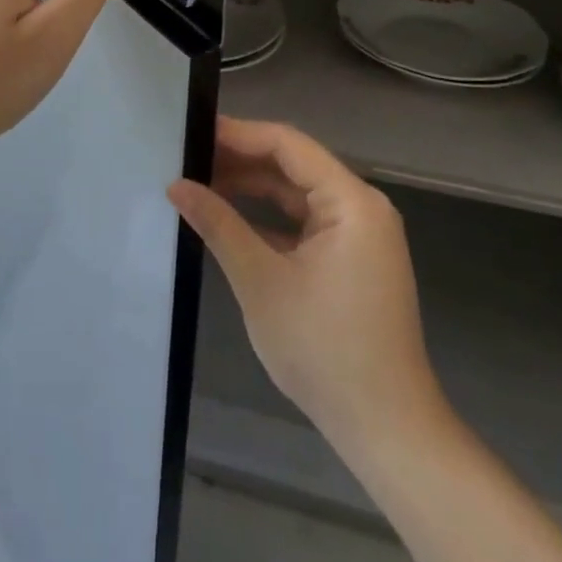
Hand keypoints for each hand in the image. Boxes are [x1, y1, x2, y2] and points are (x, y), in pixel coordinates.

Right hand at [170, 117, 447, 453]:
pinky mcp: (351, 259)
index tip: (192, 131)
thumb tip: (176, 185)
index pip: (287, 145)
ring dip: (251, 188)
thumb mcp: (261, 281)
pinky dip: (267, 217)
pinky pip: (303, 221)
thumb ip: (219, 224)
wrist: (386, 430)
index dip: (238, 134)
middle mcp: (361, 207)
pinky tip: (228, 218)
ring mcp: (358, 234)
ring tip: (199, 181)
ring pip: (296, 193)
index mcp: (352, 202)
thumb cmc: (324, 349)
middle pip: (293, 165)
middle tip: (186, 156)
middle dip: (240, 159)